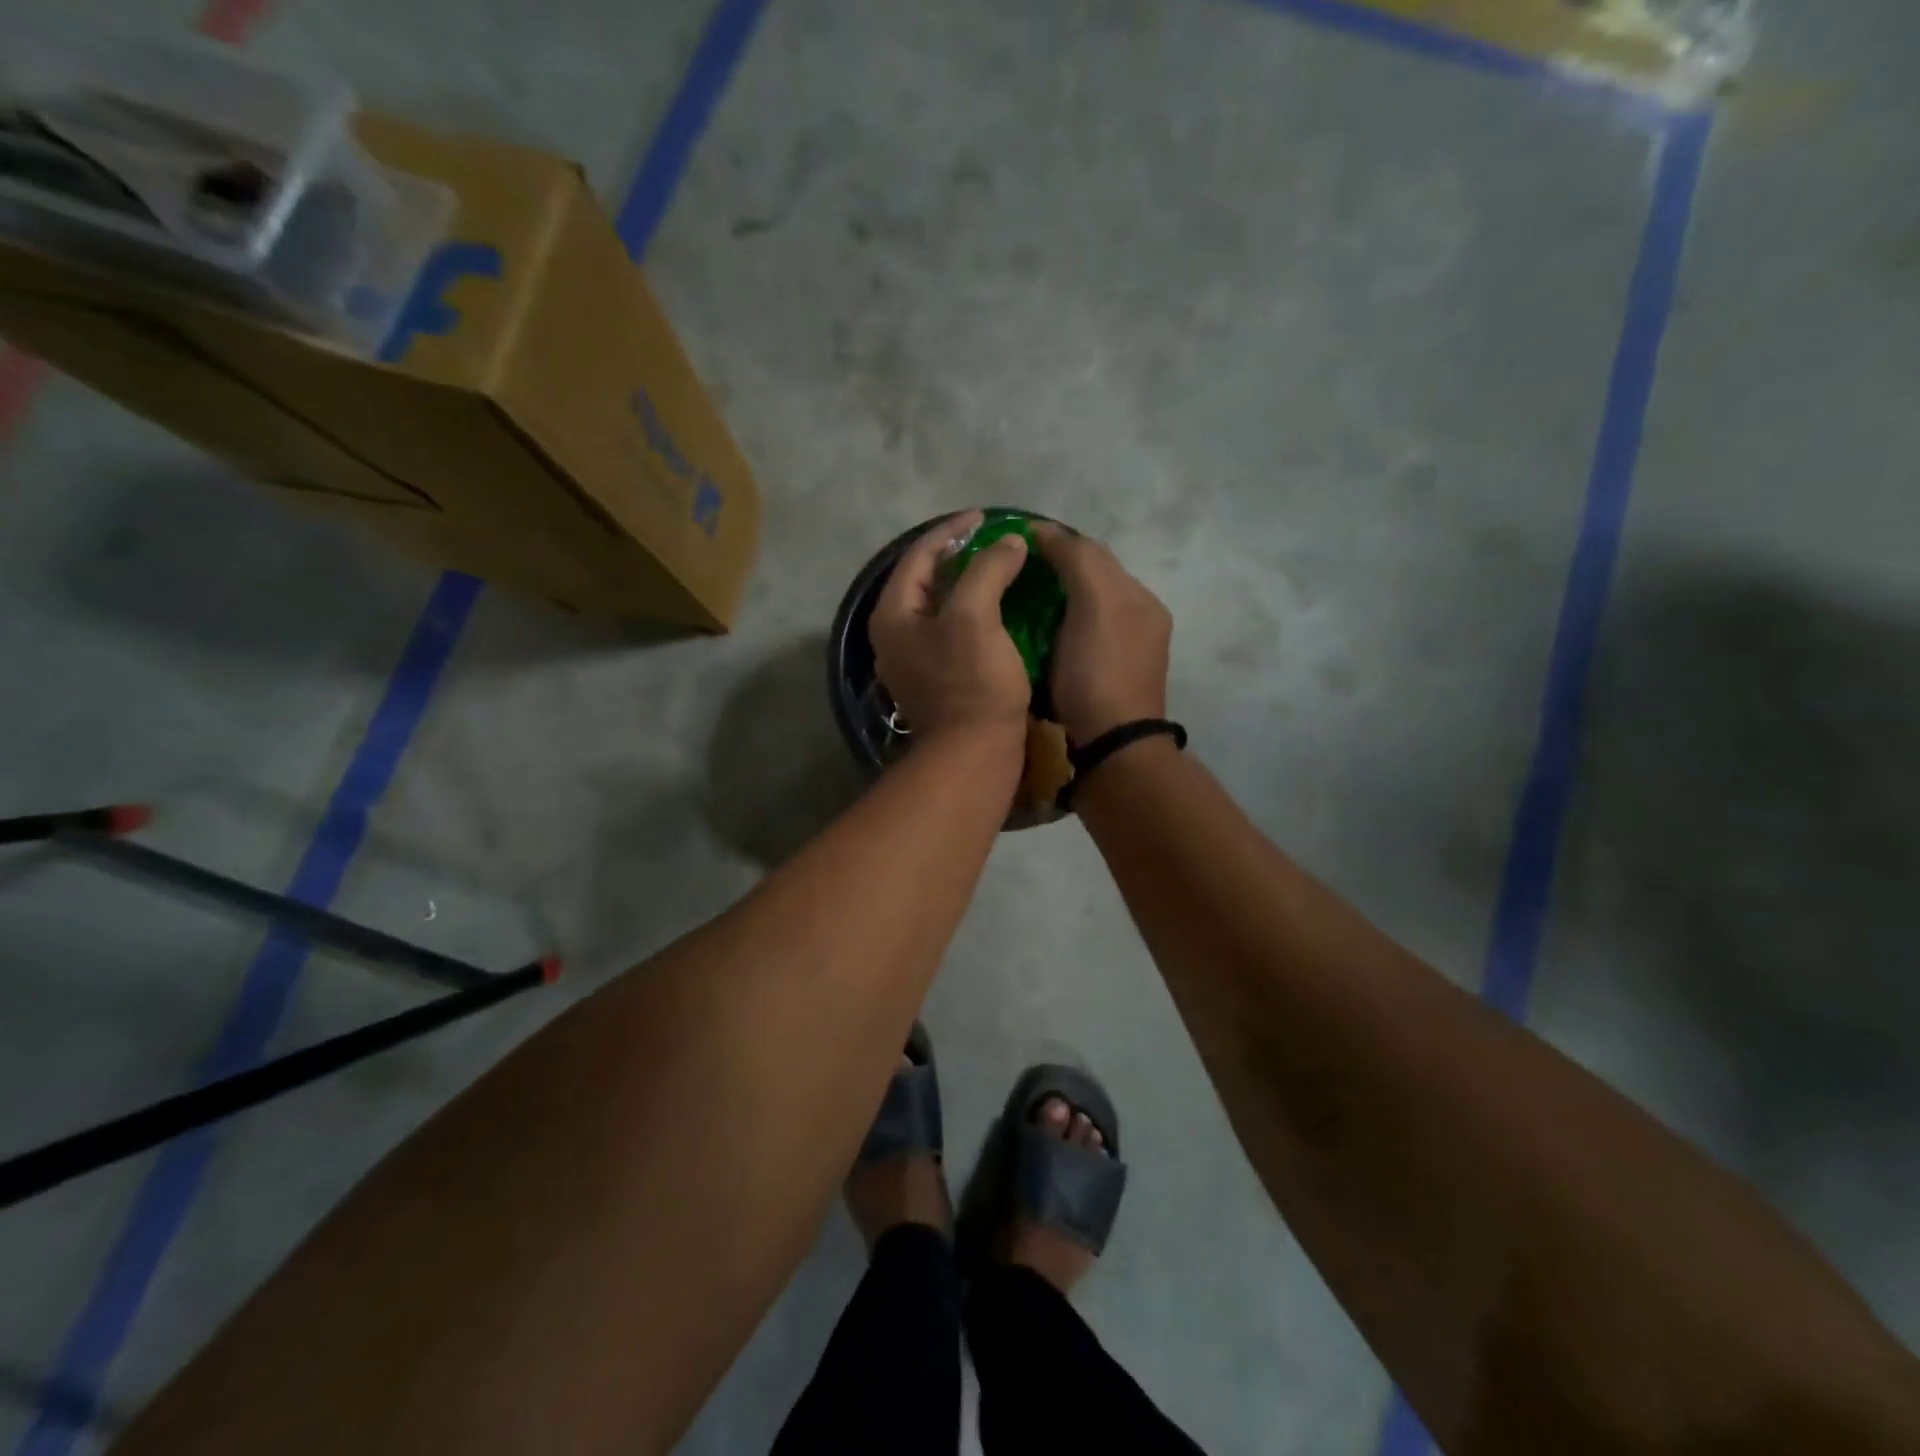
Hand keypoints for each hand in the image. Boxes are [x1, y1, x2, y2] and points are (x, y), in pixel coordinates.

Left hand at [870, 511, 1032, 743]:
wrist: (974, 753)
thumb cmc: (971, 681)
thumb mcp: (975, 616)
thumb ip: (987, 569)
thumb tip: (1008, 542)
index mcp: (892, 615)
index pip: (917, 556)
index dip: (952, 530)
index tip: (986, 517)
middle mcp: (895, 636)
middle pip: (925, 580)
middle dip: (959, 556)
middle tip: (994, 541)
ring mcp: (914, 661)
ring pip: (940, 607)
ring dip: (968, 584)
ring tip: (1000, 568)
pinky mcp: (937, 680)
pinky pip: (952, 631)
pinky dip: (974, 612)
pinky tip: (1000, 609)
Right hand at [1032, 524, 1171, 743]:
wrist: (1111, 746)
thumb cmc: (1098, 672)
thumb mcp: (1094, 604)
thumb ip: (1078, 560)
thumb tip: (1047, 532)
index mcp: (1138, 598)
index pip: (1093, 552)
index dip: (1055, 541)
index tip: (1013, 541)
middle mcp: (1138, 620)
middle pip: (1091, 581)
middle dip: (1054, 570)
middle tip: (1010, 572)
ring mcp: (1125, 653)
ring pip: (1084, 610)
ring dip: (1055, 600)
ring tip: (1017, 601)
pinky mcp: (1107, 680)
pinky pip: (1080, 638)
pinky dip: (1058, 628)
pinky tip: (1036, 636)